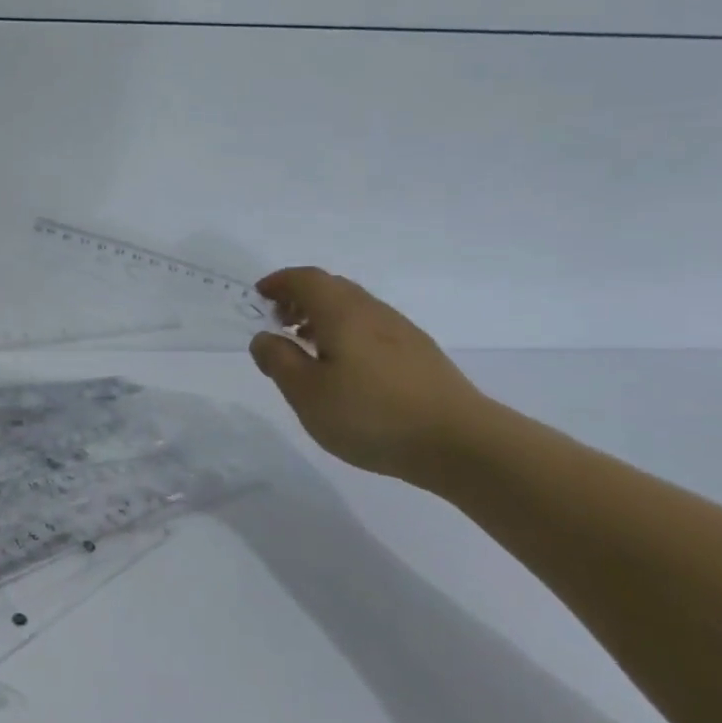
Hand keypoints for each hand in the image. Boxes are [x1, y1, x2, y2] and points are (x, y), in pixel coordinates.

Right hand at [248, 266, 491, 480]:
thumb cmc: (372, 414)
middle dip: (300, 297)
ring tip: (308, 347)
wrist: (461, 443)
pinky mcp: (420, 355)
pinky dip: (347, 333)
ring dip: (324, 317)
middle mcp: (373, 311)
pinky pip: (372, 328)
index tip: (260, 295)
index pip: (306, 279)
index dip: (280, 282)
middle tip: (279, 321)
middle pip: (332, 288)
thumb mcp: (306, 393)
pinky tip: (346, 368)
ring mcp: (402, 332)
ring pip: (354, 308)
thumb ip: (278, 360)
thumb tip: (264, 337)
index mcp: (342, 312)